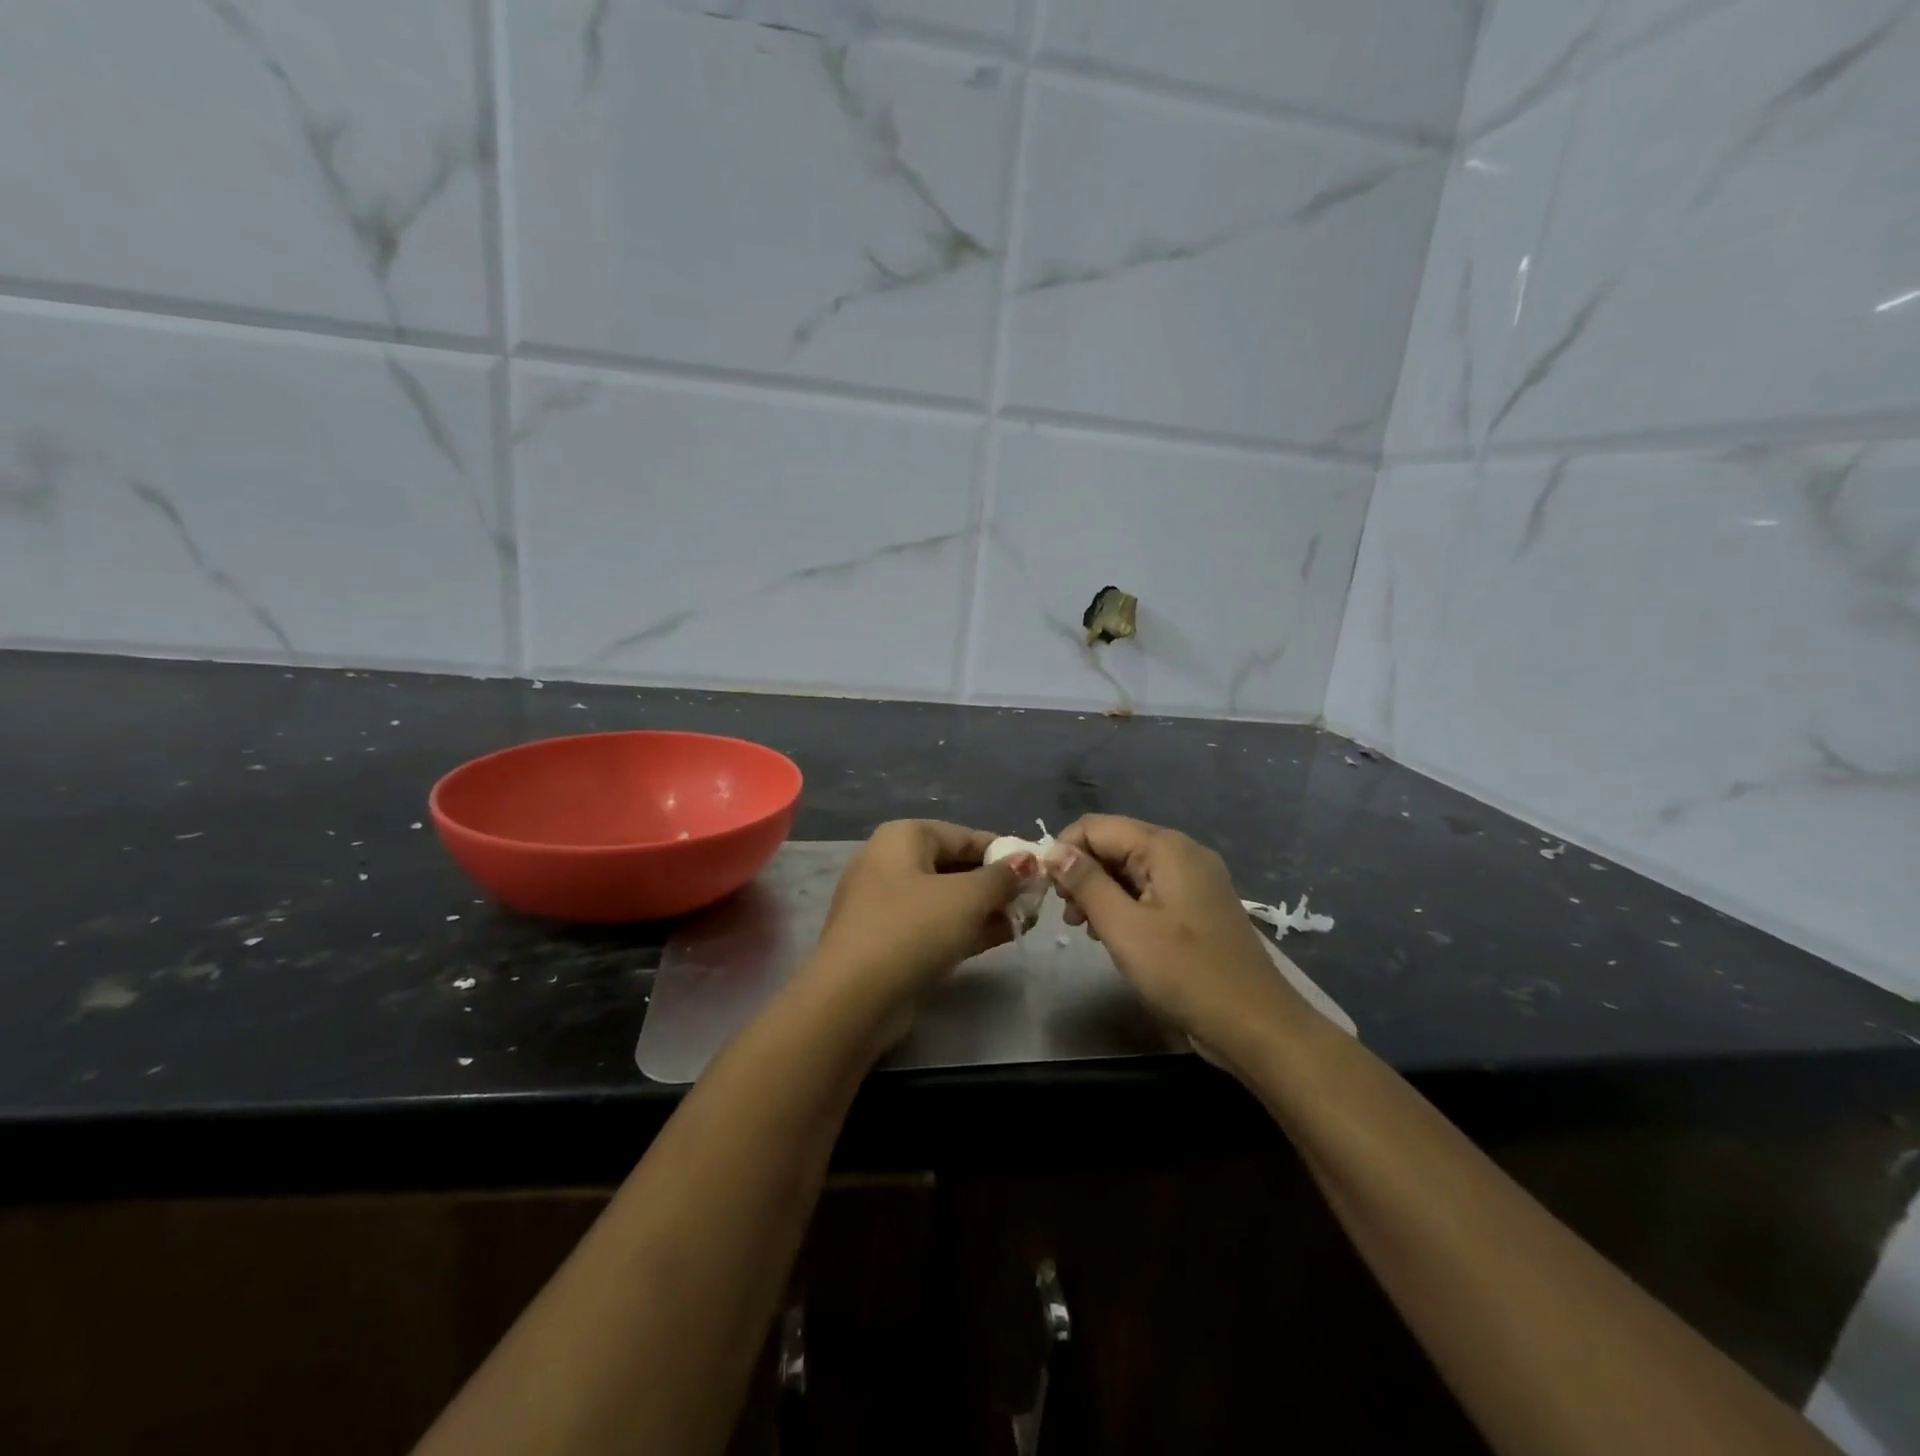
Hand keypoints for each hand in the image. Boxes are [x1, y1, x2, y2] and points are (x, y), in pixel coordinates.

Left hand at [804, 820, 1038, 1037]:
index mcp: (903, 838)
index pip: (964, 835)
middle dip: (997, 883)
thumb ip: (1001, 878)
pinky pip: (935, 925)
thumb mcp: (966, 898)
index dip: (1004, 851)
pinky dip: (967, 928)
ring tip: (1028, 919)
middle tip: (1036, 899)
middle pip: (955, 866)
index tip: (1039, 869)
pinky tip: (1004, 936)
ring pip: (947, 899)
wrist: (853, 999)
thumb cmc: (912, 929)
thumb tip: (1028, 861)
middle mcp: (890, 863)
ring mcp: (886, 905)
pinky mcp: (888, 942)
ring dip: (986, 908)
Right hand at [1046, 815, 1308, 1065]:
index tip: (1045, 890)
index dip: (1064, 851)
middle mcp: (1183, 852)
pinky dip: (1124, 906)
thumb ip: (1087, 884)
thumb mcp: (1125, 928)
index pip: (1097, 827)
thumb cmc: (1186, 974)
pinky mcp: (1198, 907)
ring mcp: (1195, 880)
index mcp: (1166, 847)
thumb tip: (1055, 852)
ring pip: (1130, 869)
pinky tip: (1113, 935)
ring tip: (1083, 929)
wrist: (1255, 1027)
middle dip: (1082, 873)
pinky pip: (1149, 891)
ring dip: (1100, 892)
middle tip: (1066, 916)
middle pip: (1115, 844)